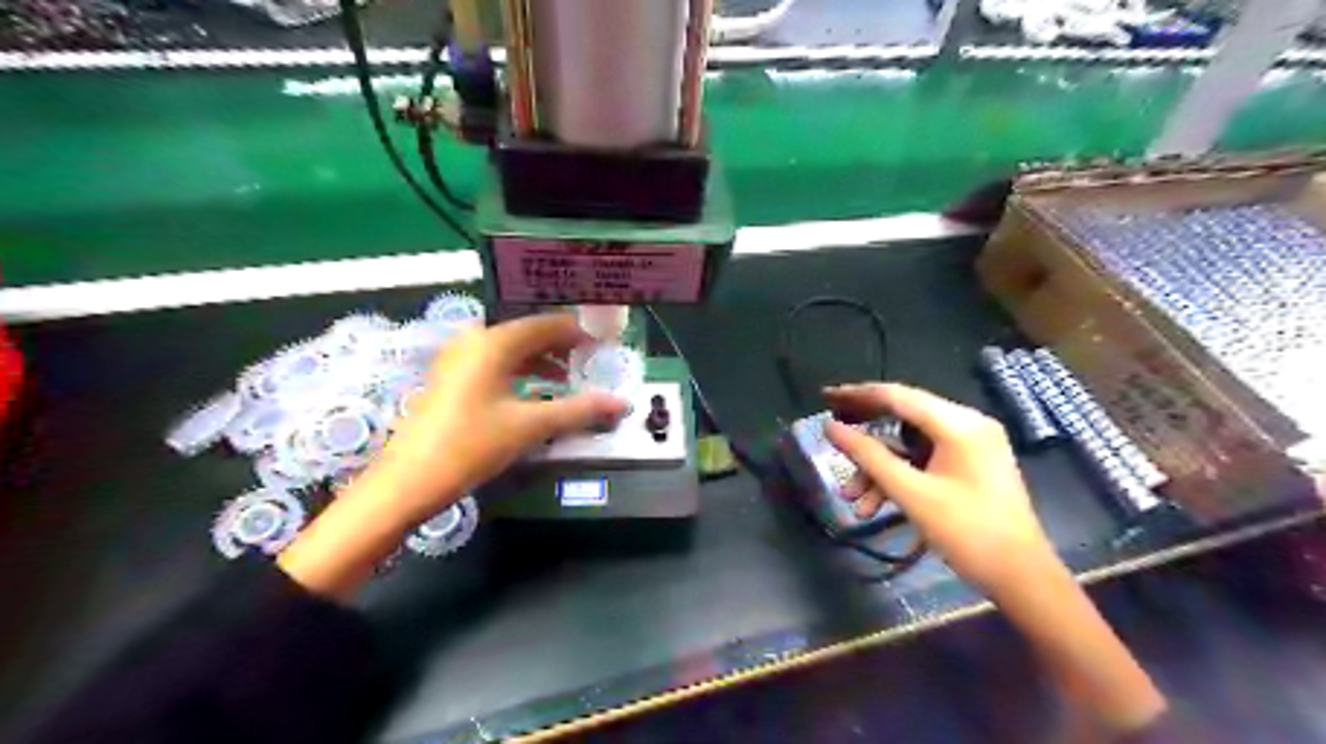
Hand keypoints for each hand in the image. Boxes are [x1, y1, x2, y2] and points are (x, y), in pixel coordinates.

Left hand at [276, 311, 626, 599]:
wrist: (407, 481)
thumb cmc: (470, 445)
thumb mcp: (530, 427)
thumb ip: (578, 410)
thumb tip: (621, 403)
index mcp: (493, 342)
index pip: (546, 324)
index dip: (577, 332)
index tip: (604, 345)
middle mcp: (474, 340)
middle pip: (527, 333)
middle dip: (561, 345)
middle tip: (591, 360)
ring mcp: (458, 359)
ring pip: (510, 348)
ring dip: (541, 360)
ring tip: (568, 376)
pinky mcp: (451, 379)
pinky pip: (494, 363)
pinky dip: (520, 371)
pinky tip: (534, 391)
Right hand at [827, 384, 1063, 597]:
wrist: (1022, 578)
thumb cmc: (968, 533)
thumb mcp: (911, 493)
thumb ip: (868, 456)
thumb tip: (830, 428)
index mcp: (958, 424)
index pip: (897, 396)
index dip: (856, 395)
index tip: (824, 397)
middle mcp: (966, 425)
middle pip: (902, 418)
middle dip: (865, 441)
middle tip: (831, 440)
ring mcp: (970, 446)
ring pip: (908, 446)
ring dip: (879, 470)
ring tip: (853, 501)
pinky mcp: (969, 466)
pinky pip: (923, 461)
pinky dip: (899, 478)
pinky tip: (876, 507)